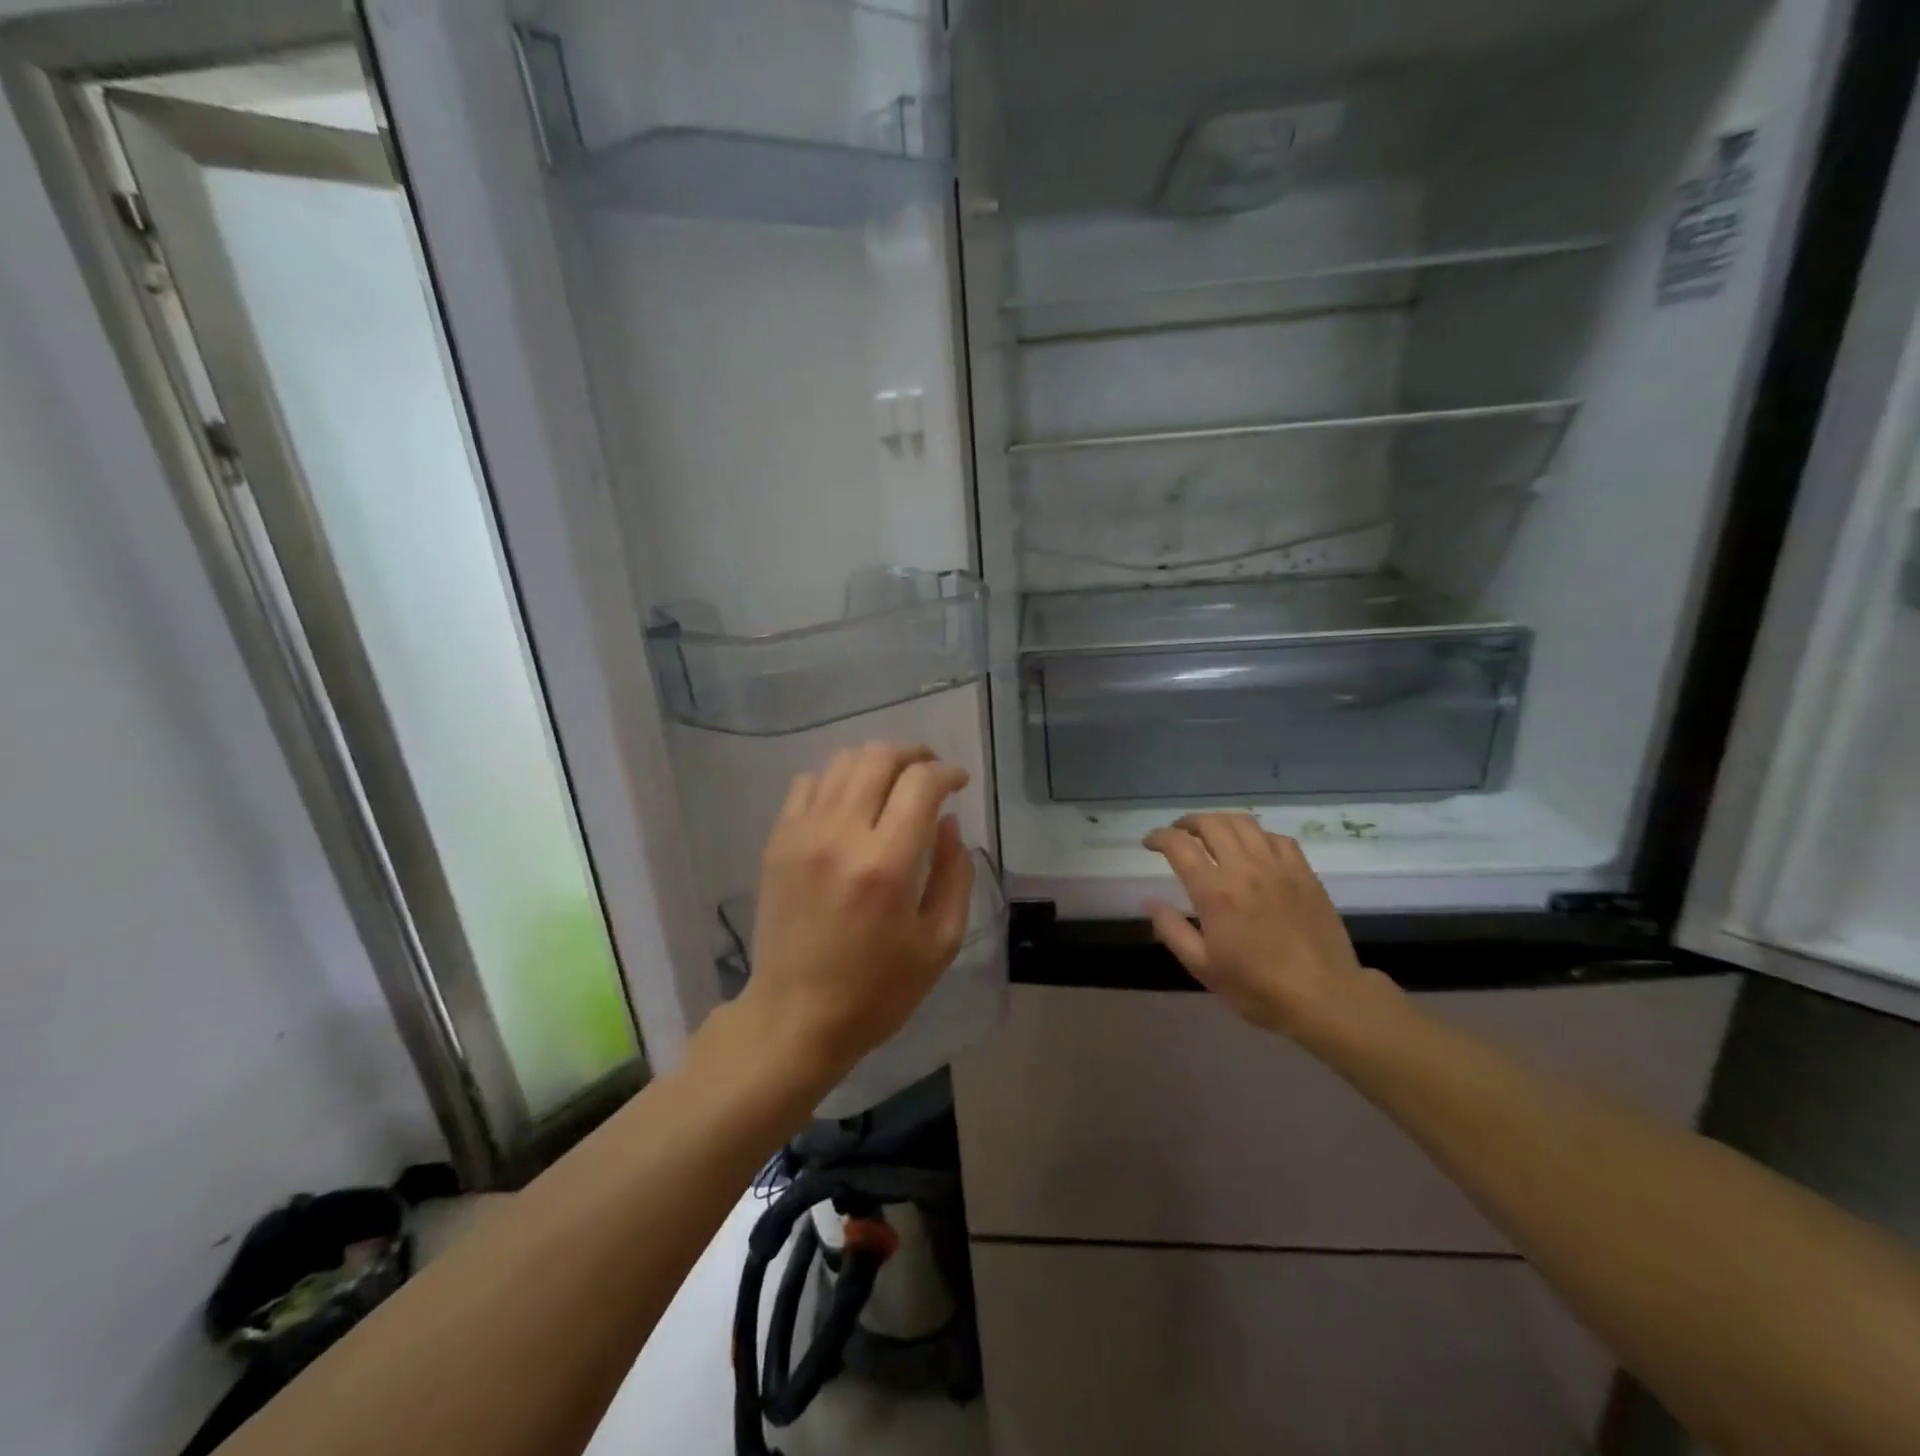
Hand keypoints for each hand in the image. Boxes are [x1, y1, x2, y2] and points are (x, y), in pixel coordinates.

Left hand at [742, 742, 974, 1080]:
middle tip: (930, 773)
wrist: (795, 1017)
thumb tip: (948, 821)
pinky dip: (836, 780)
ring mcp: (802, 835)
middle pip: (879, 757)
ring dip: (876, 763)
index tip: (959, 783)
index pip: (921, 783)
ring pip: (842, 762)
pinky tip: (850, 804)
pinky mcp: (777, 842)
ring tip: (893, 784)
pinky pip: (807, 783)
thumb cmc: (878, 990)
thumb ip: (954, 874)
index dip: (948, 773)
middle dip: (915, 755)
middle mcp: (840, 836)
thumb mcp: (940, 943)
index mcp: (886, 865)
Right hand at [1143, 813, 1373, 1038]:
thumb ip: (1172, 929)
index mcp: (1214, 891)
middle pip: (1211, 824)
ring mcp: (1278, 866)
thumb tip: (1149, 901)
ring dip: (1220, 821)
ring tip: (1210, 832)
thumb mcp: (1202, 967)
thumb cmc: (1256, 986)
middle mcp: (1244, 868)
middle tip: (1178, 834)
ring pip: (1244, 823)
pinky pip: (1276, 837)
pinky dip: (1256, 834)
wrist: (1324, 996)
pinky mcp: (1304, 872)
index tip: (1149, 843)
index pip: (1179, 845)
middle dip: (1187, 823)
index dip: (1159, 837)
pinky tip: (1252, 847)